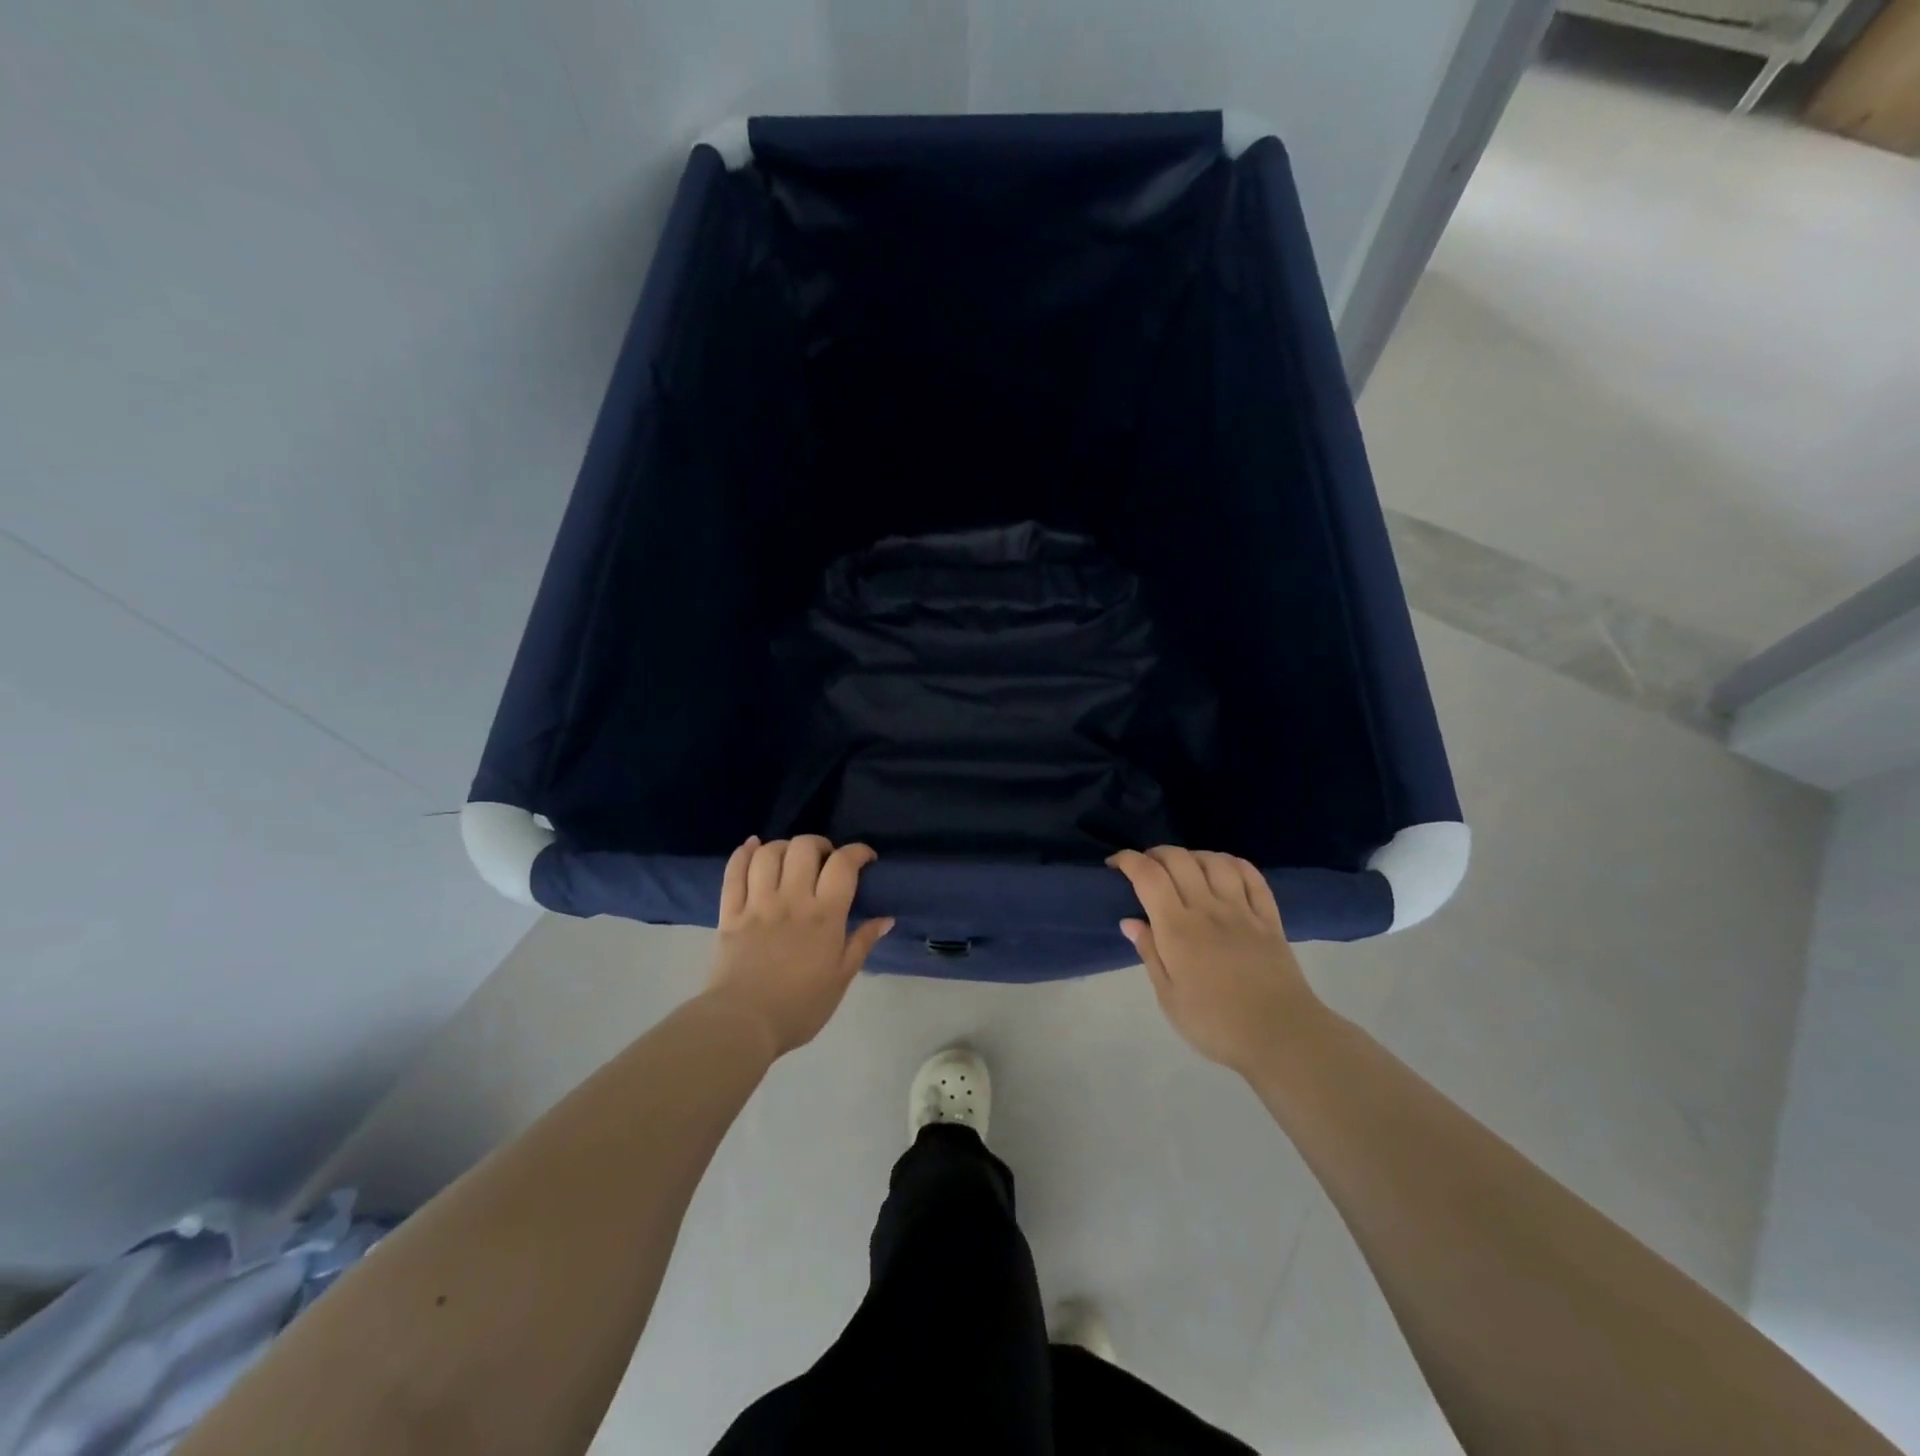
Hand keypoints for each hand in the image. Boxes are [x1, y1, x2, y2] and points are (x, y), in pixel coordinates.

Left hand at [703, 836, 892, 1057]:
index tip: (866, 858)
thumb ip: (862, 943)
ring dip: (784, 846)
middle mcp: (792, 899)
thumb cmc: (800, 1007)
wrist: (743, 1024)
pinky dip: (743, 852)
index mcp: (824, 915)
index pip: (843, 864)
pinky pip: (733, 872)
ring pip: (769, 853)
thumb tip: (886, 918)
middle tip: (826, 860)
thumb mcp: (841, 979)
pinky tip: (753, 846)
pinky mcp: (730, 912)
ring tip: (792, 858)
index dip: (857, 851)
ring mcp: (757, 903)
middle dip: (820, 844)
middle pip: (804, 848)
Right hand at [1108, 847, 1322, 1077]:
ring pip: (1215, 862)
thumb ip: (1150, 953)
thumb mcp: (1169, 998)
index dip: (1128, 860)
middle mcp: (1208, 909)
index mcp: (1177, 929)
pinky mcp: (1269, 919)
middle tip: (1146, 867)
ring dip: (1193, 856)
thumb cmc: (1215, 1024)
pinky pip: (1252, 877)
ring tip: (1184, 867)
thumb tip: (1130, 921)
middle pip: (1179, 860)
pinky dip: (1233, 864)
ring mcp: (1242, 911)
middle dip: (1156, 853)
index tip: (1115, 864)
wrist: (1281, 1037)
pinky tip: (1223, 869)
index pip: (1148, 876)